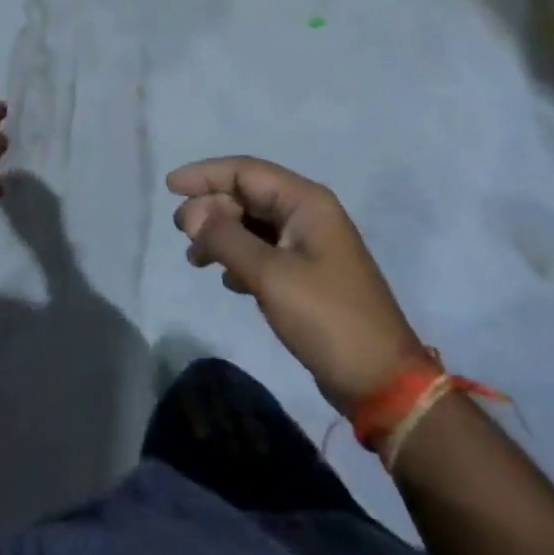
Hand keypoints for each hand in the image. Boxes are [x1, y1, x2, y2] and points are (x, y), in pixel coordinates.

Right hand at [169, 156, 421, 413]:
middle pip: (247, 195)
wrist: (383, 383)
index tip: (170, 187)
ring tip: (195, 258)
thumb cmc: (327, 318)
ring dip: (221, 234)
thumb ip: (226, 238)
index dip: (205, 174)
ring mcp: (309, 244)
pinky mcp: (308, 273)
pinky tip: (225, 278)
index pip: (245, 171)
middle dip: (211, 208)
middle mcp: (308, 213)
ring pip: (252, 223)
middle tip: (181, 233)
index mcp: (306, 202)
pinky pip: (263, 250)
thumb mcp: (270, 276)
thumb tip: (193, 214)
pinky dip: (239, 256)